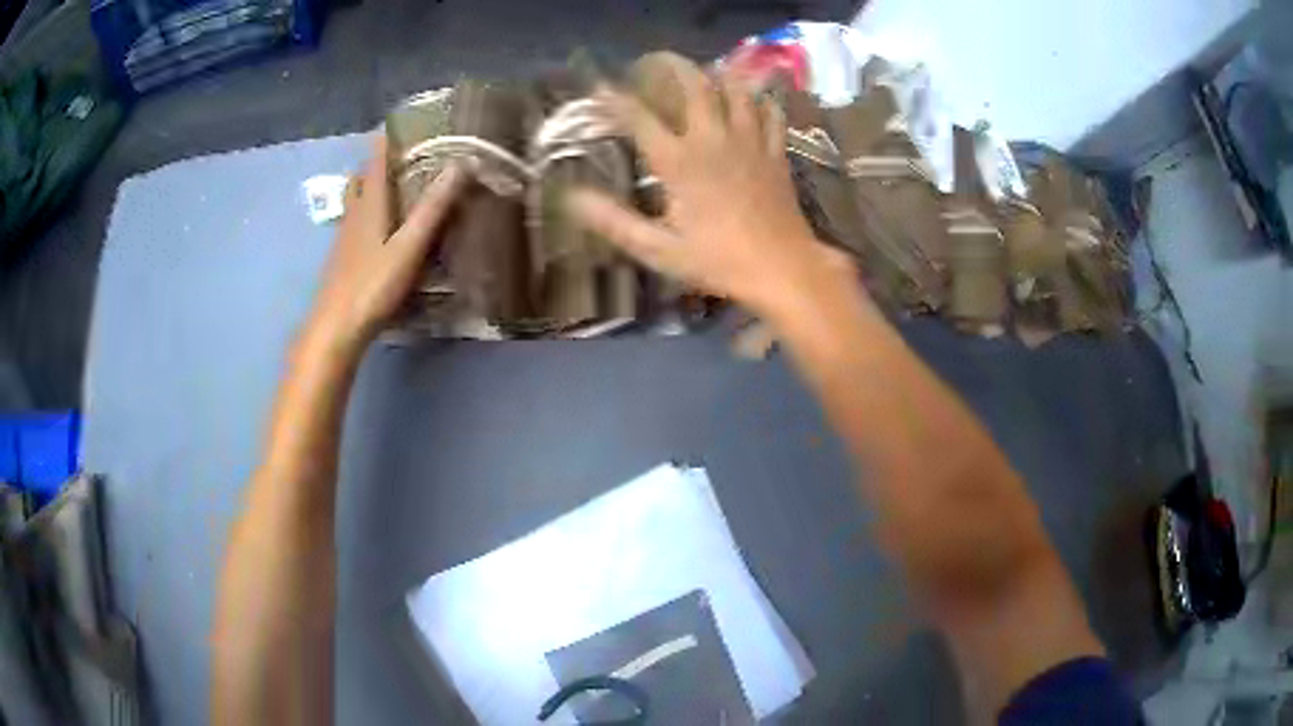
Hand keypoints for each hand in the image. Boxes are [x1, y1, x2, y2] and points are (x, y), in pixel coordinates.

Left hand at [306, 135, 464, 352]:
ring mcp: (344, 240)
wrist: (335, 329)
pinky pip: (354, 224)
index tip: (397, 122)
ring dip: (369, 188)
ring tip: (392, 186)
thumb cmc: (372, 285)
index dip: (384, 139)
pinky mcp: (342, 260)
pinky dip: (367, 214)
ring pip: (354, 202)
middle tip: (399, 155)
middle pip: (359, 179)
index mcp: (369, 206)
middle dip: (375, 163)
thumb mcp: (409, 246)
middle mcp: (353, 216)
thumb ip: (433, 207)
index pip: (375, 161)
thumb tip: (461, 164)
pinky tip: (379, 231)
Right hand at [567, 64, 849, 318]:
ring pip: (736, 90)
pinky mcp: (776, 152)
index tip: (601, 87)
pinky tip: (755, 100)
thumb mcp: (657, 248)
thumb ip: (613, 220)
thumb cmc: (717, 261)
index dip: (616, 99)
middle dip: (674, 66)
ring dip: (719, 75)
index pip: (639, 118)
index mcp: (679, 161)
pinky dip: (761, 101)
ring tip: (706, 72)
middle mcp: (713, 139)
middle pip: (695, 86)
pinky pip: (771, 114)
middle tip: (659, 60)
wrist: (782, 268)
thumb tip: (572, 197)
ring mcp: (749, 142)